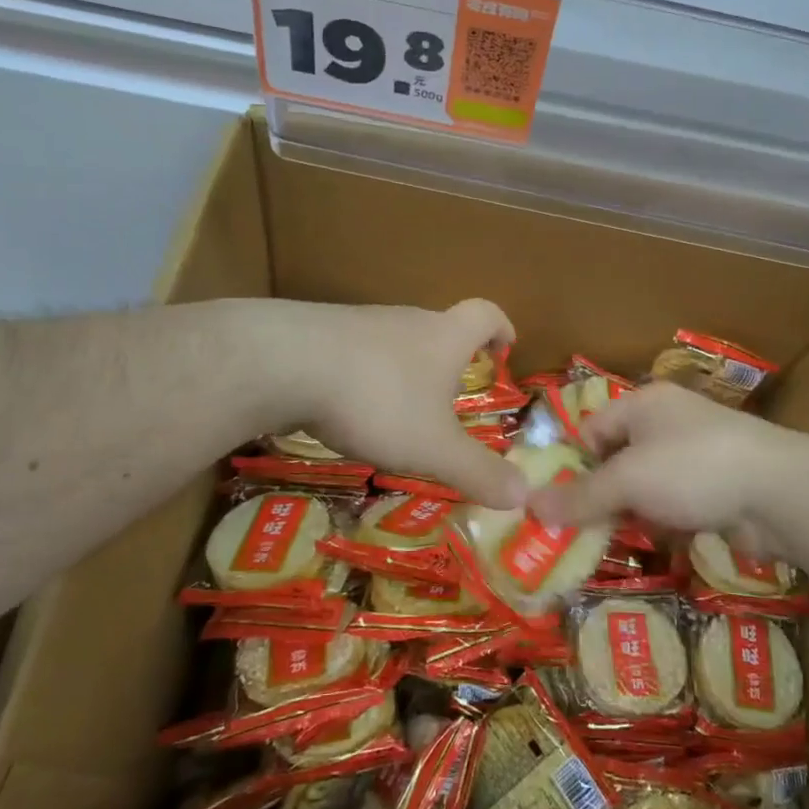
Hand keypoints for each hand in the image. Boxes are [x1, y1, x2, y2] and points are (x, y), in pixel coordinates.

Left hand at [262, 297, 526, 508]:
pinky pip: (354, 352)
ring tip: (399, 411)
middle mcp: (406, 320)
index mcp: (443, 337)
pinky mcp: (319, 334)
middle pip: (438, 327)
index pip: (484, 314)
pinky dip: (363, 375)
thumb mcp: (433, 448)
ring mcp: (360, 323)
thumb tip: (524, 494)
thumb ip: (478, 472)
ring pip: (394, 340)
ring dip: (404, 369)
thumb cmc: (378, 400)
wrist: (284, 363)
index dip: (500, 327)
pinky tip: (348, 407)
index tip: (505, 346)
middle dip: (449, 358)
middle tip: (451, 396)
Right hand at [527, 383, 800, 552]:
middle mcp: (668, 423)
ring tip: (617, 542)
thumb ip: (580, 496)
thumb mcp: (627, 481)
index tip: (560, 502)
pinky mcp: (717, 487)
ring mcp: (696, 455)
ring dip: (633, 513)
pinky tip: (662, 542)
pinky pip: (676, 503)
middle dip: (602, 495)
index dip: (573, 463)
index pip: (591, 429)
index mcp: (643, 404)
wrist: (780, 492)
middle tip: (581, 531)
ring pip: (647, 486)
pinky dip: (665, 522)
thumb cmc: (691, 468)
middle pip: (618, 459)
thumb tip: (529, 506)